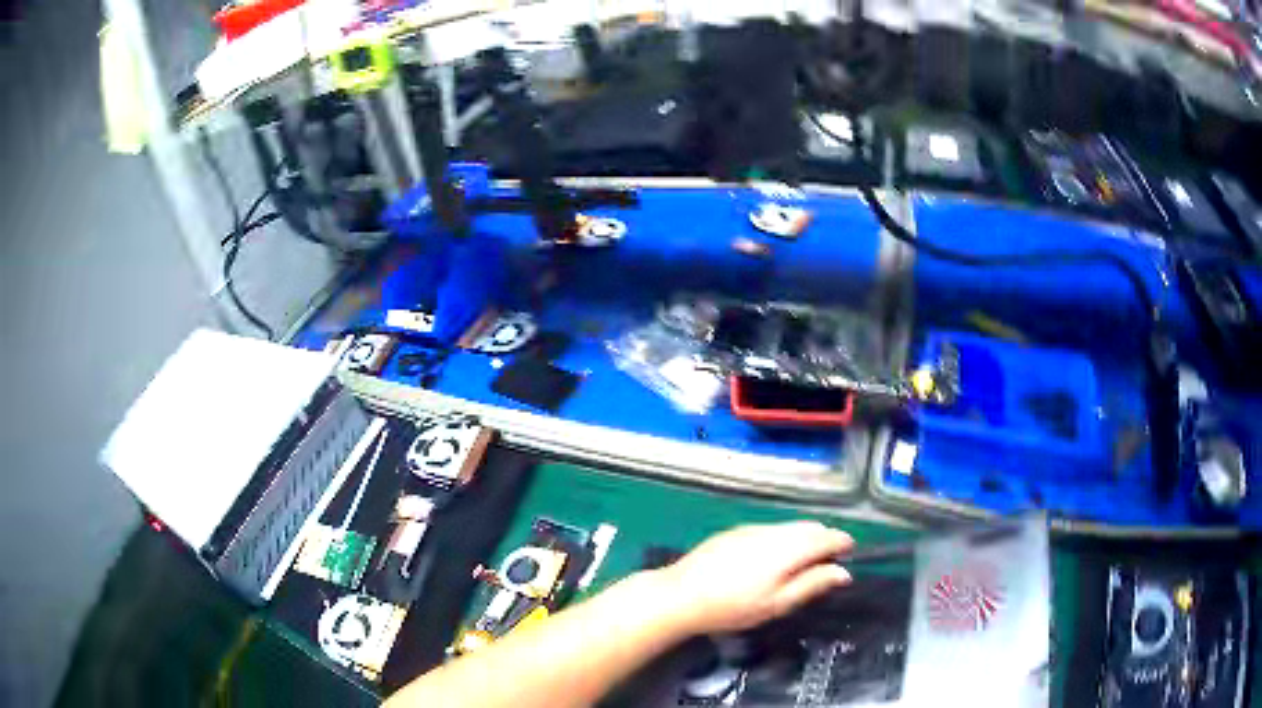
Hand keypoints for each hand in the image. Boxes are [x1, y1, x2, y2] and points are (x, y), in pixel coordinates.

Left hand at [650, 521, 853, 635]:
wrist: (681, 595)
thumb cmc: (734, 606)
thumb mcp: (778, 603)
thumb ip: (813, 584)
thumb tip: (843, 572)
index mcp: (789, 547)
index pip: (827, 536)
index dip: (843, 543)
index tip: (850, 554)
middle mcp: (774, 530)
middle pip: (809, 527)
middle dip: (824, 539)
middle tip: (828, 562)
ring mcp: (752, 528)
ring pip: (790, 527)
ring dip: (803, 538)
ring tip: (803, 562)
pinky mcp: (735, 531)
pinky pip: (771, 529)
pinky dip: (783, 538)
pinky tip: (773, 559)